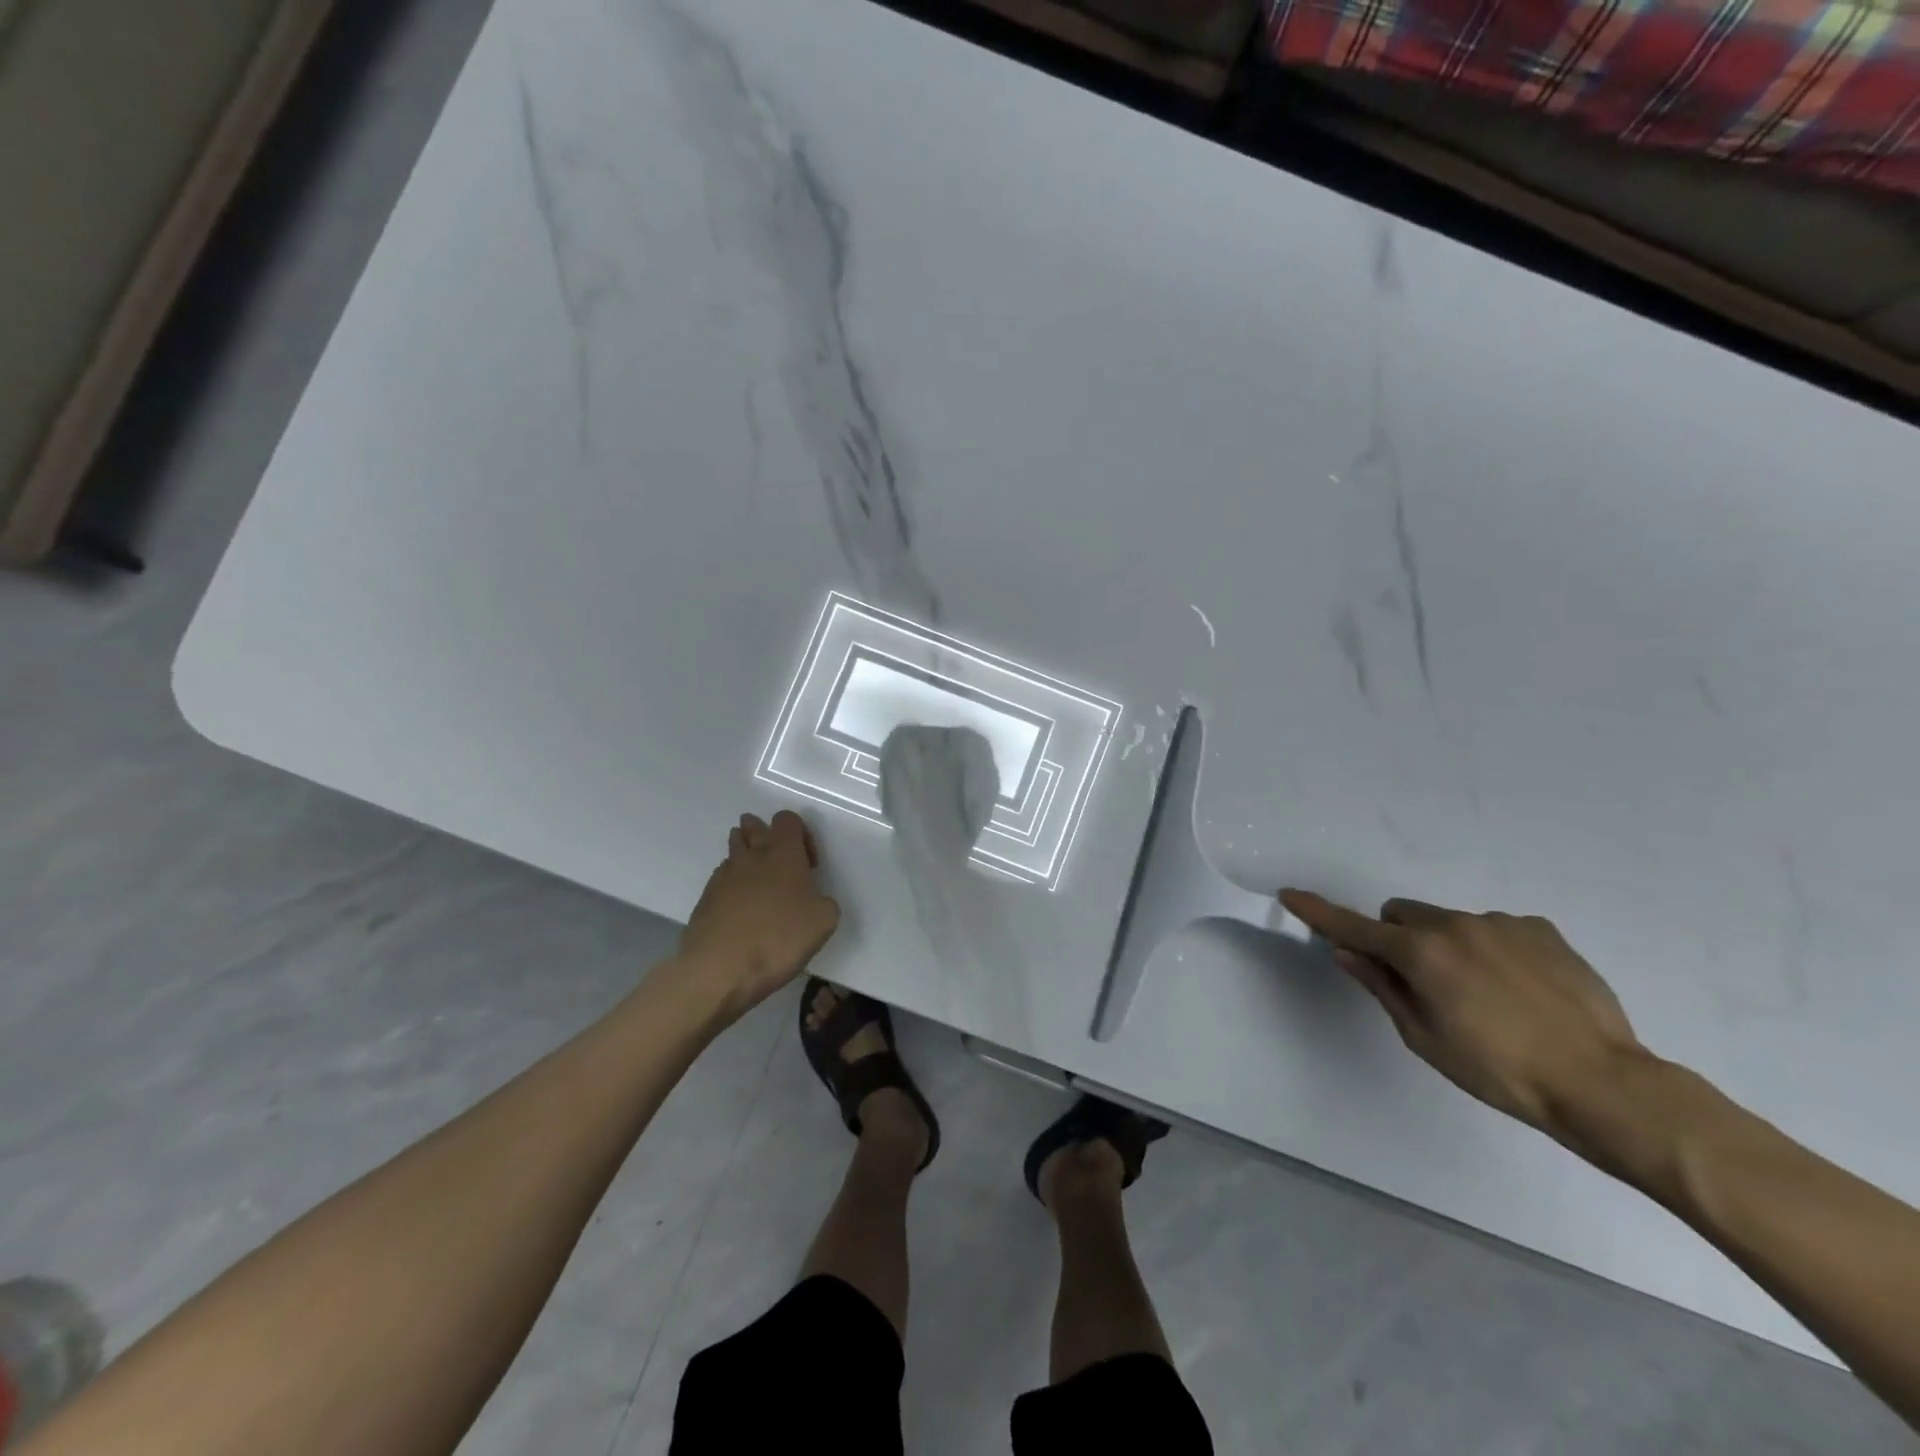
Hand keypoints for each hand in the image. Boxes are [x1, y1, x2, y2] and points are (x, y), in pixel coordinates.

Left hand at [676, 811, 840, 1018]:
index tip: (809, 864)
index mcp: (783, 854)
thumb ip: (824, 902)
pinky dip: (732, 884)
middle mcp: (751, 856)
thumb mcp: (823, 922)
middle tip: (779, 861)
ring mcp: (723, 876)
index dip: (801, 834)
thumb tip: (814, 901)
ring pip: (734, 849)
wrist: (719, 969)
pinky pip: (722, 877)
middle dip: (766, 835)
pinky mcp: (705, 898)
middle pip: (754, 826)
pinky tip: (741, 908)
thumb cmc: (778, 939)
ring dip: (746, 855)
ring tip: (759, 881)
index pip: (787, 819)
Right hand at [1278, 890, 1647, 1136]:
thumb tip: (1348, 953)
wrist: (1603, 1083)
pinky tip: (1521, 989)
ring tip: (1486, 996)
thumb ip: (1382, 987)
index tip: (1291, 894)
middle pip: (1402, 914)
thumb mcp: (1425, 1037)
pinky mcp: (1541, 929)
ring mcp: (1500, 923)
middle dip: (1398, 938)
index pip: (1353, 926)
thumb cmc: (1499, 1070)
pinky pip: (1495, 928)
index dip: (1318, 912)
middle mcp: (1454, 924)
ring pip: (1449, 922)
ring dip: (1447, 946)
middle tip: (1421, 982)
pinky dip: (1491, 949)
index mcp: (1420, 953)